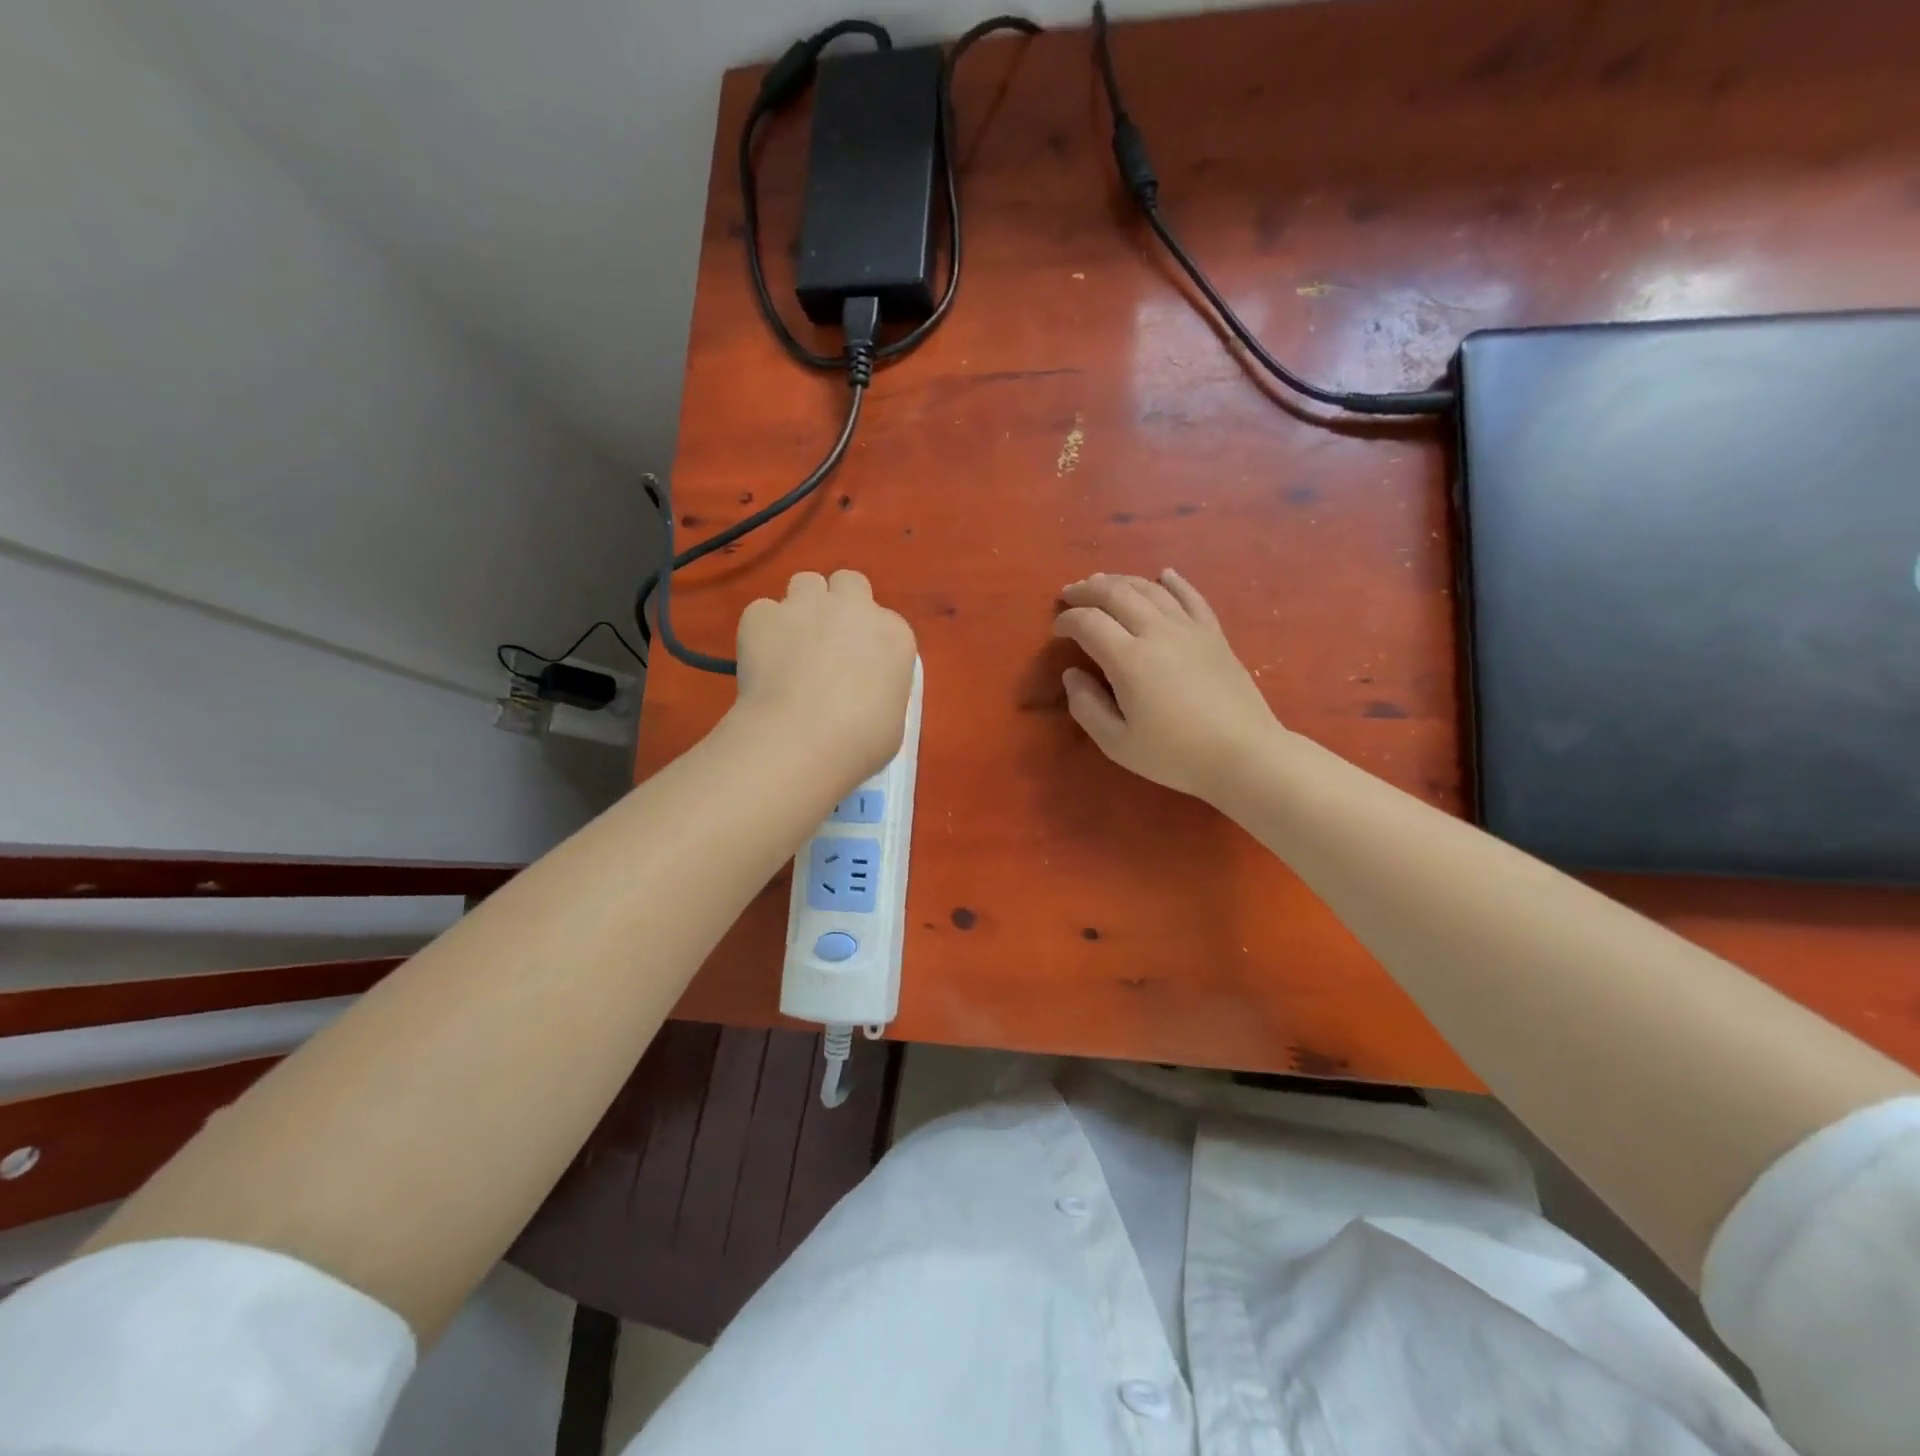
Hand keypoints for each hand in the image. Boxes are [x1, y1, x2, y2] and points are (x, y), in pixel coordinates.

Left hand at [733, 570, 917, 783]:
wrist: (801, 740)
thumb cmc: (860, 742)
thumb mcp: (893, 719)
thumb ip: (882, 690)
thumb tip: (864, 692)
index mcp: (893, 635)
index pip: (885, 621)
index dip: (869, 641)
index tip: (860, 667)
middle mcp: (853, 608)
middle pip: (848, 582)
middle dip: (839, 602)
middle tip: (828, 641)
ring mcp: (805, 606)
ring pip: (805, 582)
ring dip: (802, 606)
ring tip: (792, 644)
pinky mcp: (762, 616)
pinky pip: (763, 611)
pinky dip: (763, 630)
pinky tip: (761, 660)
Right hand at [1054, 569, 1279, 802]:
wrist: (1243, 754)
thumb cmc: (1175, 755)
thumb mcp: (1117, 743)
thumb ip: (1086, 707)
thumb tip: (1072, 675)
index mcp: (1129, 660)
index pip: (1089, 622)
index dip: (1067, 621)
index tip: (1057, 630)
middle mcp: (1157, 632)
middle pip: (1116, 594)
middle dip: (1087, 590)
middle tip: (1070, 594)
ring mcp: (1189, 629)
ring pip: (1150, 589)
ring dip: (1121, 581)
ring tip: (1103, 582)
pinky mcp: (1214, 634)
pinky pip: (1191, 596)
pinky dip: (1173, 582)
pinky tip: (1163, 575)